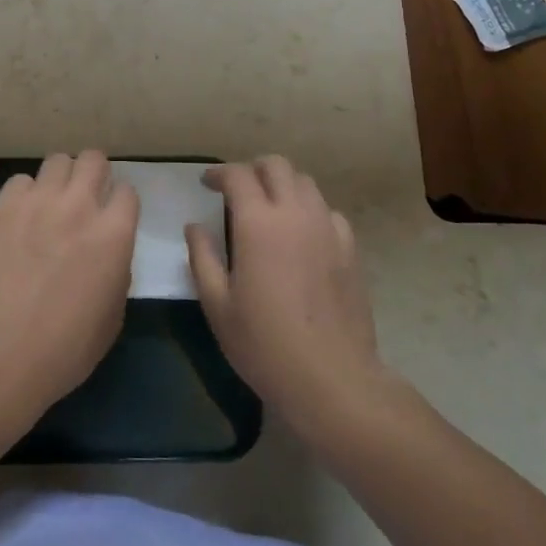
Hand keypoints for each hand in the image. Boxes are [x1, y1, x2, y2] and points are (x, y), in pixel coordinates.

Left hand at [0, 151, 137, 418]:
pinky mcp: (3, 205)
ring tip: (50, 202)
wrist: (1, 351)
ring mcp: (39, 201)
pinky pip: (20, 180)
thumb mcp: (113, 314)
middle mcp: (80, 205)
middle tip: (83, 197)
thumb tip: (108, 251)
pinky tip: (19, 217)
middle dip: (93, 174)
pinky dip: (24, 194)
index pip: (127, 191)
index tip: (111, 217)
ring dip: (59, 178)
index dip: (119, 204)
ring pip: (57, 160)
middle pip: (93, 159)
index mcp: (115, 233)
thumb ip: (116, 269)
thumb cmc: (66, 348)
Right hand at [186, 155, 387, 430]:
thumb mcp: (218, 305)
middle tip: (238, 191)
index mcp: (258, 223)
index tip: (207, 184)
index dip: (219, 173)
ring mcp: (328, 228)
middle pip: (277, 166)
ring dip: (283, 185)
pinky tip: (302, 235)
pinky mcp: (350, 249)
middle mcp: (295, 214)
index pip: (238, 175)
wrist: (332, 379)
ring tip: (270, 209)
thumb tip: (194, 226)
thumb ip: (202, 258)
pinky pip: (328, 212)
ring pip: (306, 183)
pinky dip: (310, 211)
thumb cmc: (264, 344)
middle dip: (253, 169)